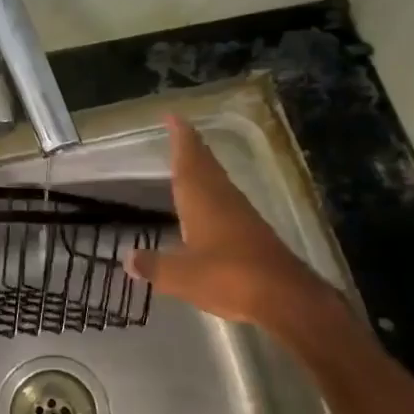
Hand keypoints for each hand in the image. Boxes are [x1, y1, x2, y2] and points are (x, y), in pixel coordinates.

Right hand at [124, 116, 342, 334]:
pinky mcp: (254, 232)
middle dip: (191, 147)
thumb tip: (127, 258)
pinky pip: (227, 200)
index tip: (174, 116)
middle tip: (179, 131)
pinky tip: (208, 204)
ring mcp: (241, 215)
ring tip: (189, 161)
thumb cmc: (228, 278)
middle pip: (205, 165)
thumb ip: (153, 265)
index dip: (180, 138)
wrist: (286, 297)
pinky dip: (213, 192)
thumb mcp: (180, 276)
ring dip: (203, 168)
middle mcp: (223, 199)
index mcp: (202, 200)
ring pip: (218, 181)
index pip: (188, 161)